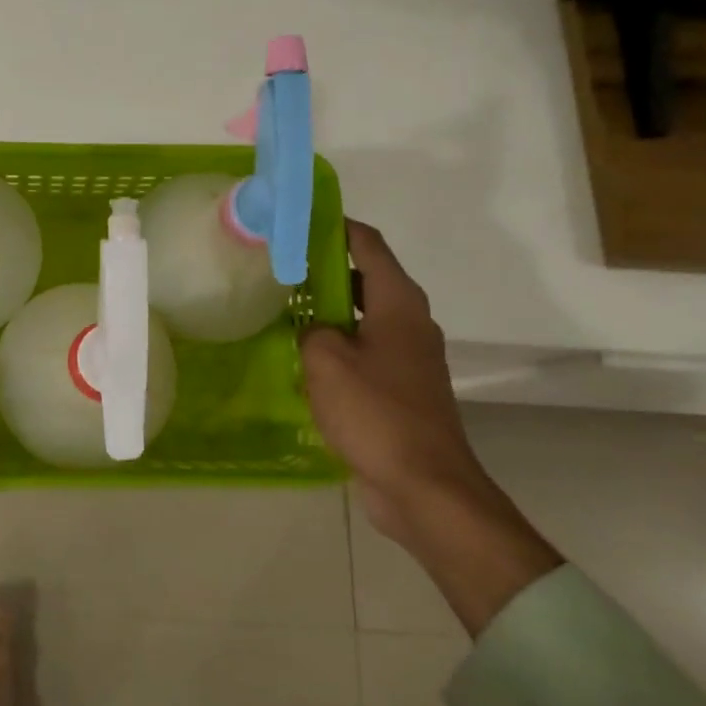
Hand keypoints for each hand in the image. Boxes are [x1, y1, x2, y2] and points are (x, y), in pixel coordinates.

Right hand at [299, 220, 488, 541]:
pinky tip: (304, 358)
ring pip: (364, 317)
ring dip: (329, 310)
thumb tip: (313, 328)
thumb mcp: (326, 360)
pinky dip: (339, 345)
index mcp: (398, 303)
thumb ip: (312, 329)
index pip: (368, 245)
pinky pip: (366, 351)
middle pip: (366, 278)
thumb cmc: (375, 412)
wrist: (424, 486)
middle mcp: (410, 322)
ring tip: (284, 309)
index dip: (336, 226)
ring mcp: (409, 358)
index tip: (300, 219)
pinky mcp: (402, 389)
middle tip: (280, 267)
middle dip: (325, 269)